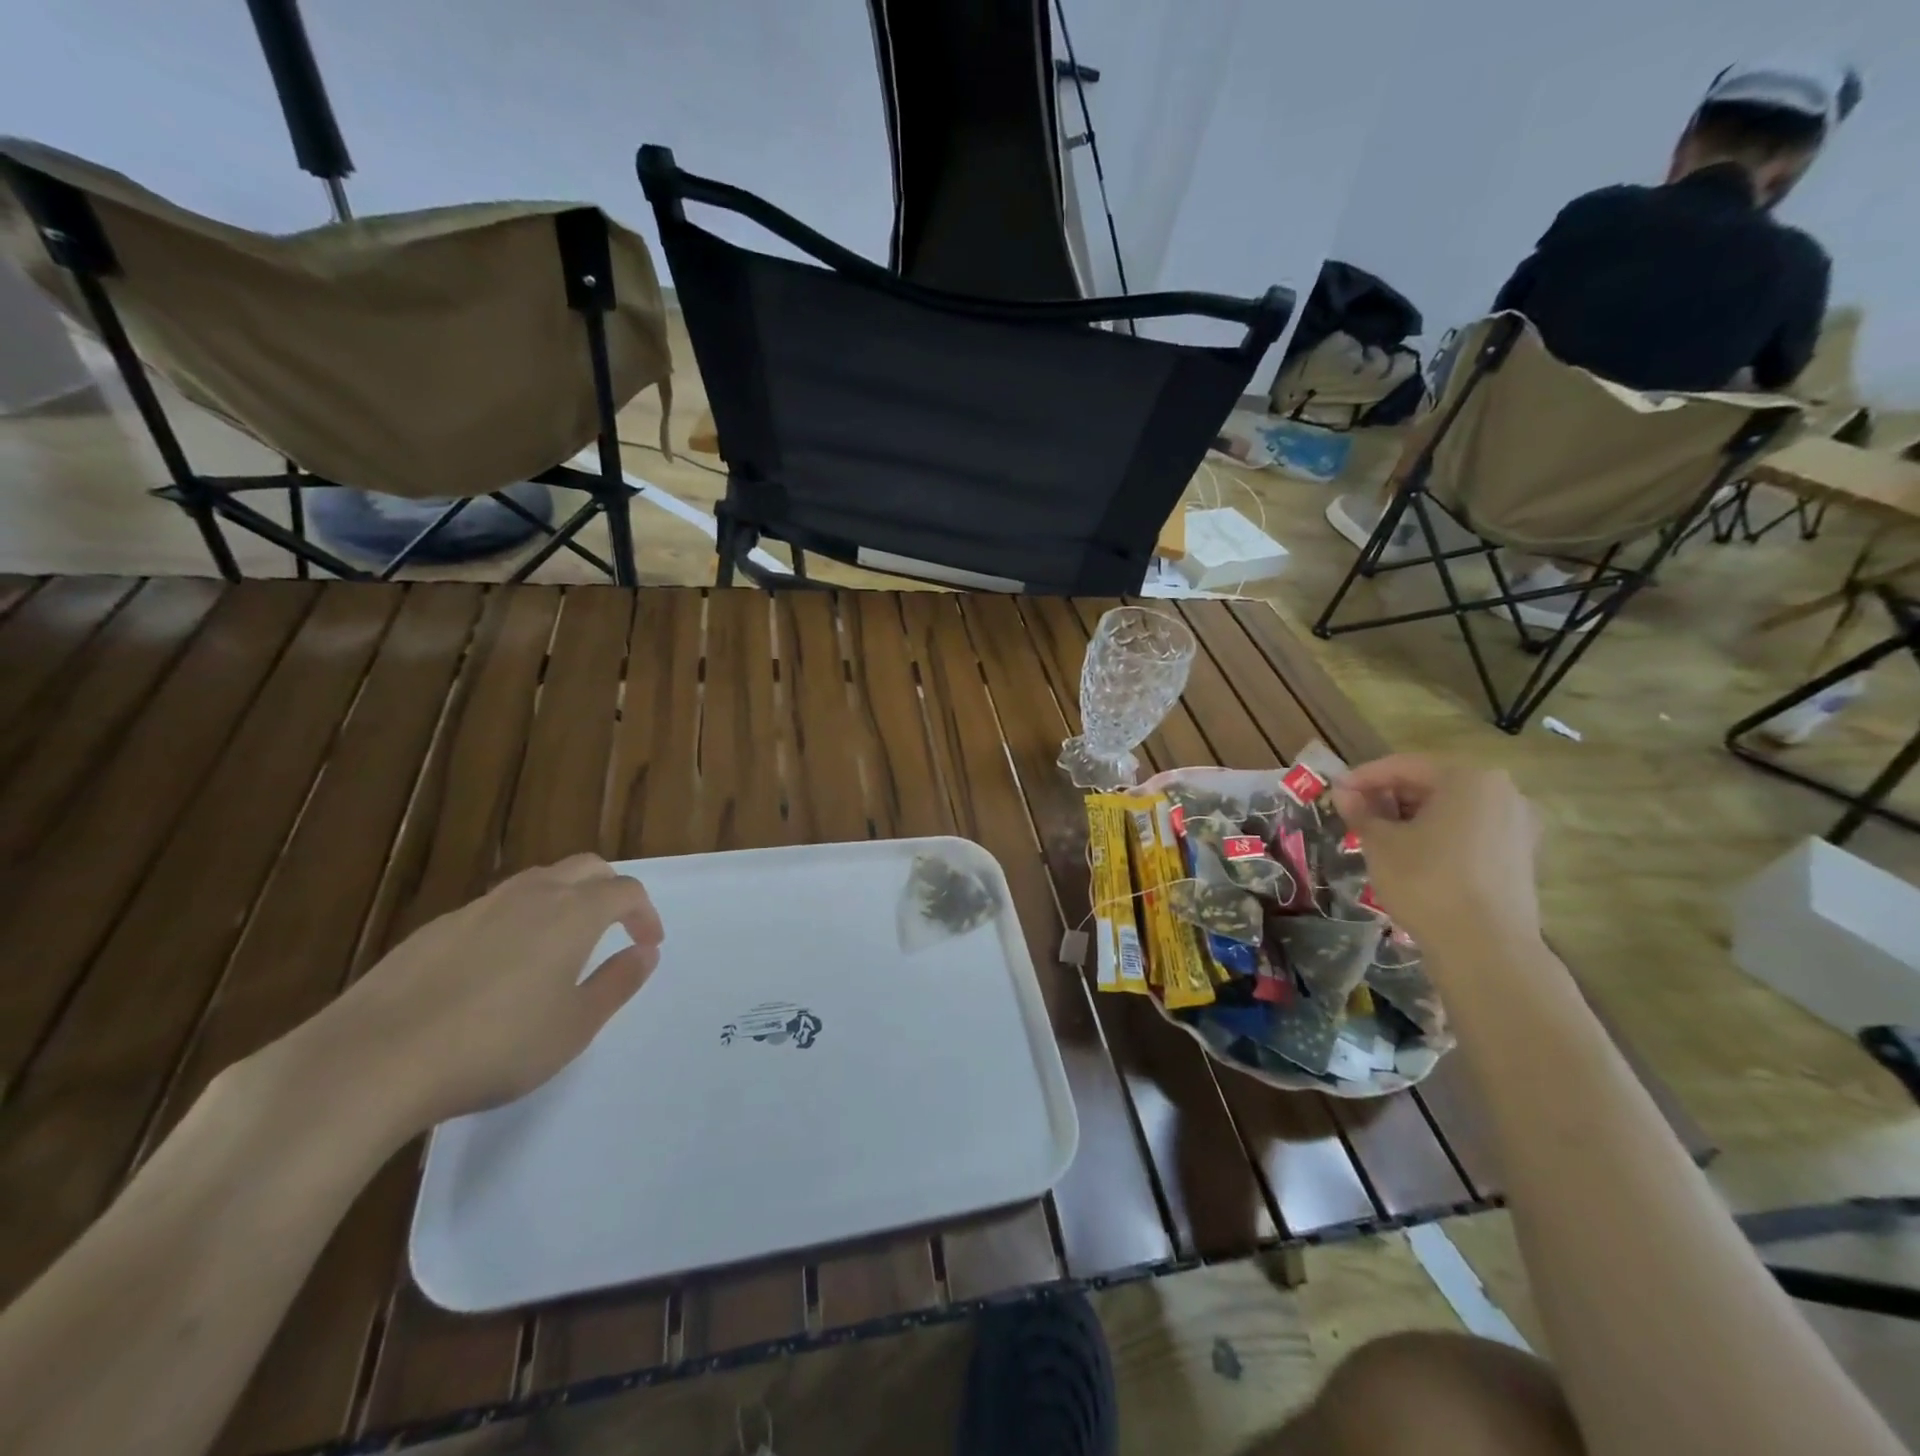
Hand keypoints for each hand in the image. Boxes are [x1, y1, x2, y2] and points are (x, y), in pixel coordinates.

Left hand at [290, 855, 664, 1136]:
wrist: (370, 1062)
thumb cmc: (495, 1046)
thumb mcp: (575, 1026)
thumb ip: (617, 983)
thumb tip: (645, 953)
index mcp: (573, 913)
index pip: (625, 891)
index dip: (645, 914)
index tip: (647, 945)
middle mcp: (531, 895)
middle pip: (585, 868)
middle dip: (610, 889)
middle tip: (616, 928)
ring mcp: (478, 908)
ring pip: (537, 881)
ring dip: (564, 899)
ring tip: (562, 945)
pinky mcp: (435, 929)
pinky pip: (495, 907)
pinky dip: (518, 920)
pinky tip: (499, 969)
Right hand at [1331, 755, 1540, 949]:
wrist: (1486, 948)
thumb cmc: (1426, 882)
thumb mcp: (1380, 843)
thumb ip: (1361, 811)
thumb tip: (1343, 792)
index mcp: (1468, 779)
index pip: (1404, 766)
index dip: (1364, 777)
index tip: (1336, 791)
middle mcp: (1501, 792)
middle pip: (1432, 784)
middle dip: (1389, 797)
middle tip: (1355, 814)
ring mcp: (1517, 825)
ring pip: (1452, 809)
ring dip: (1412, 817)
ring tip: (1379, 836)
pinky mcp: (1520, 855)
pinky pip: (1469, 831)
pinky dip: (1438, 835)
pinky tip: (1412, 855)